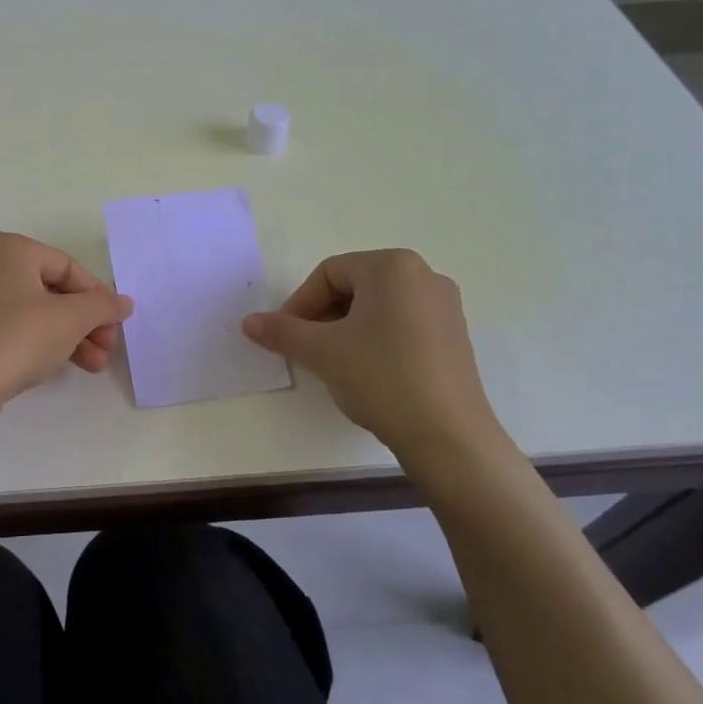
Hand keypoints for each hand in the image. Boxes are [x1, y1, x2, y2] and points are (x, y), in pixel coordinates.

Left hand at [0, 232, 134, 413]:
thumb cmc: (15, 339)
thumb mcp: (70, 320)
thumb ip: (102, 306)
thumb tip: (124, 302)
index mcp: (6, 247)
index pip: (67, 266)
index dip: (98, 296)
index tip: (116, 324)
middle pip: (49, 289)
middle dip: (83, 322)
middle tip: (106, 349)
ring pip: (29, 310)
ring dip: (65, 336)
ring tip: (92, 366)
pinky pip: (6, 325)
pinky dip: (34, 341)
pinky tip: (53, 365)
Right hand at [242, 249, 501, 458]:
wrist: (448, 436)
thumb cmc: (381, 377)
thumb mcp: (321, 352)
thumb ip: (282, 331)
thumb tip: (249, 322)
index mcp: (393, 266)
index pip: (328, 273)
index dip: (299, 304)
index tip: (285, 337)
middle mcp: (424, 276)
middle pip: (354, 286)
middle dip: (322, 316)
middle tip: (305, 350)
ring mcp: (445, 307)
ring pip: (377, 307)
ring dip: (345, 329)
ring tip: (332, 363)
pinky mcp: (454, 337)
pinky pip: (402, 325)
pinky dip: (375, 340)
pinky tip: (366, 373)